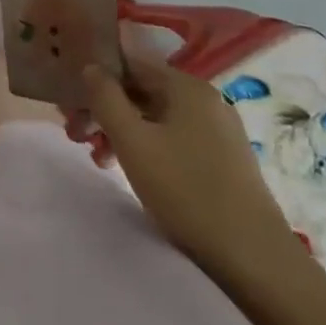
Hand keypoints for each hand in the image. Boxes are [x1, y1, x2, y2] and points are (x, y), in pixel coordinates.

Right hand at [67, 56, 302, 288]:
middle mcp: (205, 100)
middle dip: (103, 110)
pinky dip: (146, 148)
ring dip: (120, 132)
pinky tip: (130, 171)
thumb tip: (91, 66)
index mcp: (186, 87)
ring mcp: (217, 131)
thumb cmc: (187, 191)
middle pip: (140, 92)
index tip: (69, 103)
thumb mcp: (132, 141)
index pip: (129, 64)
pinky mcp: (222, 160)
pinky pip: (172, 139)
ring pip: (154, 119)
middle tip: (75, 136)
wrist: (256, 261)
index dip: (94, 79)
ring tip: (98, 160)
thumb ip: (105, 97)